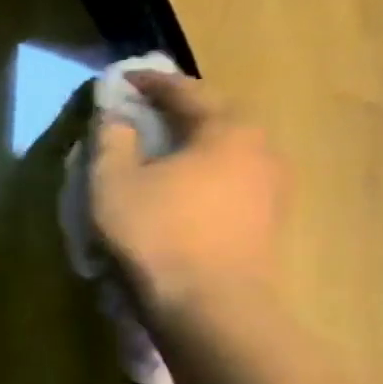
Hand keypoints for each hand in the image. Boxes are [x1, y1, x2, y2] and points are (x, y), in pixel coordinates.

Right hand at [90, 71, 285, 322]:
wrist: (208, 304)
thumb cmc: (155, 233)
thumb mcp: (112, 182)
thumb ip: (111, 140)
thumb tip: (114, 114)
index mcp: (225, 130)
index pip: (186, 92)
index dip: (152, 83)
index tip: (125, 79)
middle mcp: (260, 150)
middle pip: (215, 119)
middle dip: (178, 114)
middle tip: (143, 116)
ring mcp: (271, 188)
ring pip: (225, 153)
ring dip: (192, 148)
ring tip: (159, 156)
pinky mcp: (266, 221)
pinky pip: (229, 182)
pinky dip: (202, 177)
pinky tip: (179, 193)